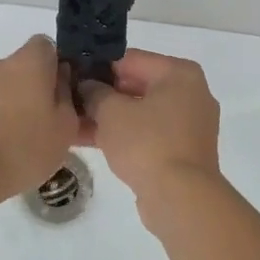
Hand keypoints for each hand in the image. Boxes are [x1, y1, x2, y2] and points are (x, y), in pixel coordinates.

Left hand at [0, 35, 84, 205]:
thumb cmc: (26, 144)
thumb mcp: (66, 125)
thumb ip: (68, 96)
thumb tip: (61, 80)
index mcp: (30, 60)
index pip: (47, 45)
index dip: (59, 64)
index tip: (67, 90)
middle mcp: (3, 64)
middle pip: (27, 67)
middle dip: (40, 87)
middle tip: (53, 118)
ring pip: (10, 87)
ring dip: (21, 104)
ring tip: (32, 138)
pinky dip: (3, 119)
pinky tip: (11, 147)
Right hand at [81, 50, 221, 227]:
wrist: (181, 199)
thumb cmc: (148, 143)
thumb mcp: (112, 112)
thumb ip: (95, 93)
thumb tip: (87, 86)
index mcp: (180, 74)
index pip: (130, 59)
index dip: (98, 66)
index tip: (72, 74)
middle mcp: (190, 94)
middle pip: (136, 85)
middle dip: (101, 95)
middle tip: (69, 99)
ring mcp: (188, 125)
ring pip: (140, 113)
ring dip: (108, 118)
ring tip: (71, 121)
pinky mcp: (181, 152)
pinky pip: (147, 134)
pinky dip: (122, 136)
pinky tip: (87, 140)